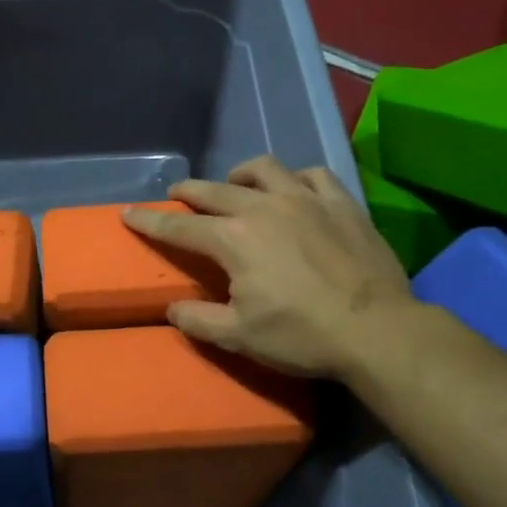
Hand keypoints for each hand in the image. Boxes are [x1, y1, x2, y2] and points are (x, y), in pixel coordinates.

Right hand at [122, 155, 414, 377]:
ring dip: (240, 175)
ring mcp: (305, 200)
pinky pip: (312, 175)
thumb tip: (173, 309)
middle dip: (188, 192)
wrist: (377, 331)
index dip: (149, 222)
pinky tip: (293, 189)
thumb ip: (198, 320)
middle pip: (214, 191)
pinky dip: (294, 178)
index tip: (128, 213)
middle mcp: (263, 208)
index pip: (179, 227)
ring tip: (235, 184)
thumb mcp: (239, 337)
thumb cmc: (301, 336)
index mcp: (233, 239)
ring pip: (263, 169)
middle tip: (176, 195)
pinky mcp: (341, 204)